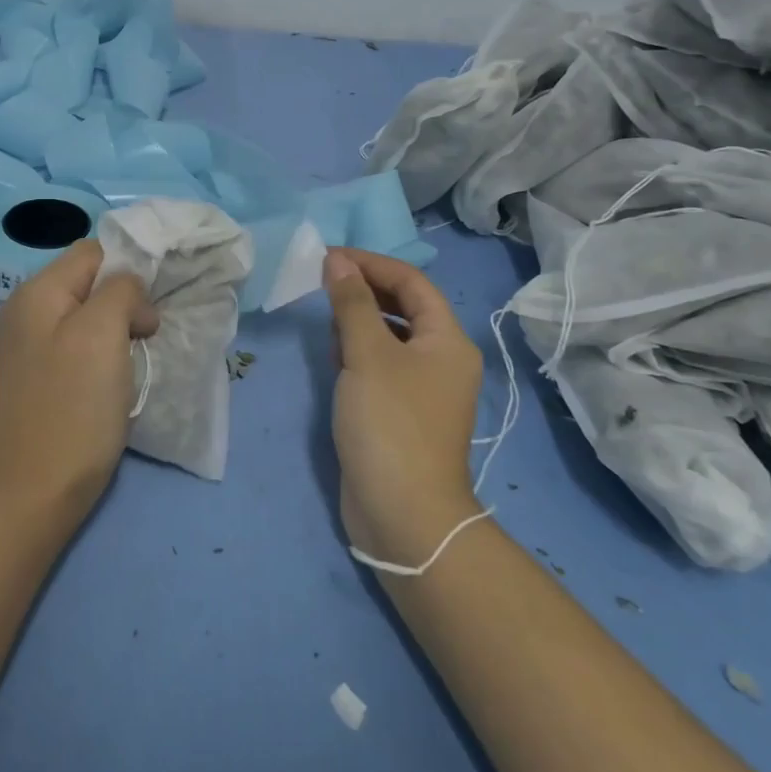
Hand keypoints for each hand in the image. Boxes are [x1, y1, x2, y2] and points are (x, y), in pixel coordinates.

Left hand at [0, 240, 159, 524]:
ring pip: (90, 314)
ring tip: (134, 357)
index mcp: (36, 292)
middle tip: (146, 335)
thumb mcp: (102, 333)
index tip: (150, 308)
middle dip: (125, 300)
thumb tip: (134, 300)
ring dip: (119, 328)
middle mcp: (28, 310)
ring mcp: (32, 345)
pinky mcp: (42, 375)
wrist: (35, 492)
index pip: (94, 252)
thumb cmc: (73, 408)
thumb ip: (121, 292)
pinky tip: (116, 377)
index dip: (129, 271)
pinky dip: (105, 352)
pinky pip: (81, 344)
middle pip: (90, 282)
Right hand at [324, 249, 485, 570]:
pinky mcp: (401, 412)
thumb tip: (338, 261)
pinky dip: (358, 352)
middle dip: (364, 291)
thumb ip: (351, 303)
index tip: (328, 257)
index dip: (370, 263)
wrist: (404, 514)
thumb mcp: (367, 354)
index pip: (411, 282)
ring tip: (327, 321)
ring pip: (389, 336)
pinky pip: (380, 365)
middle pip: (404, 307)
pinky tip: (335, 358)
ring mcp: (423, 388)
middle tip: (322, 284)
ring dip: (359, 321)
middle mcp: (442, 359)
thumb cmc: (390, 423)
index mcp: (447, 340)